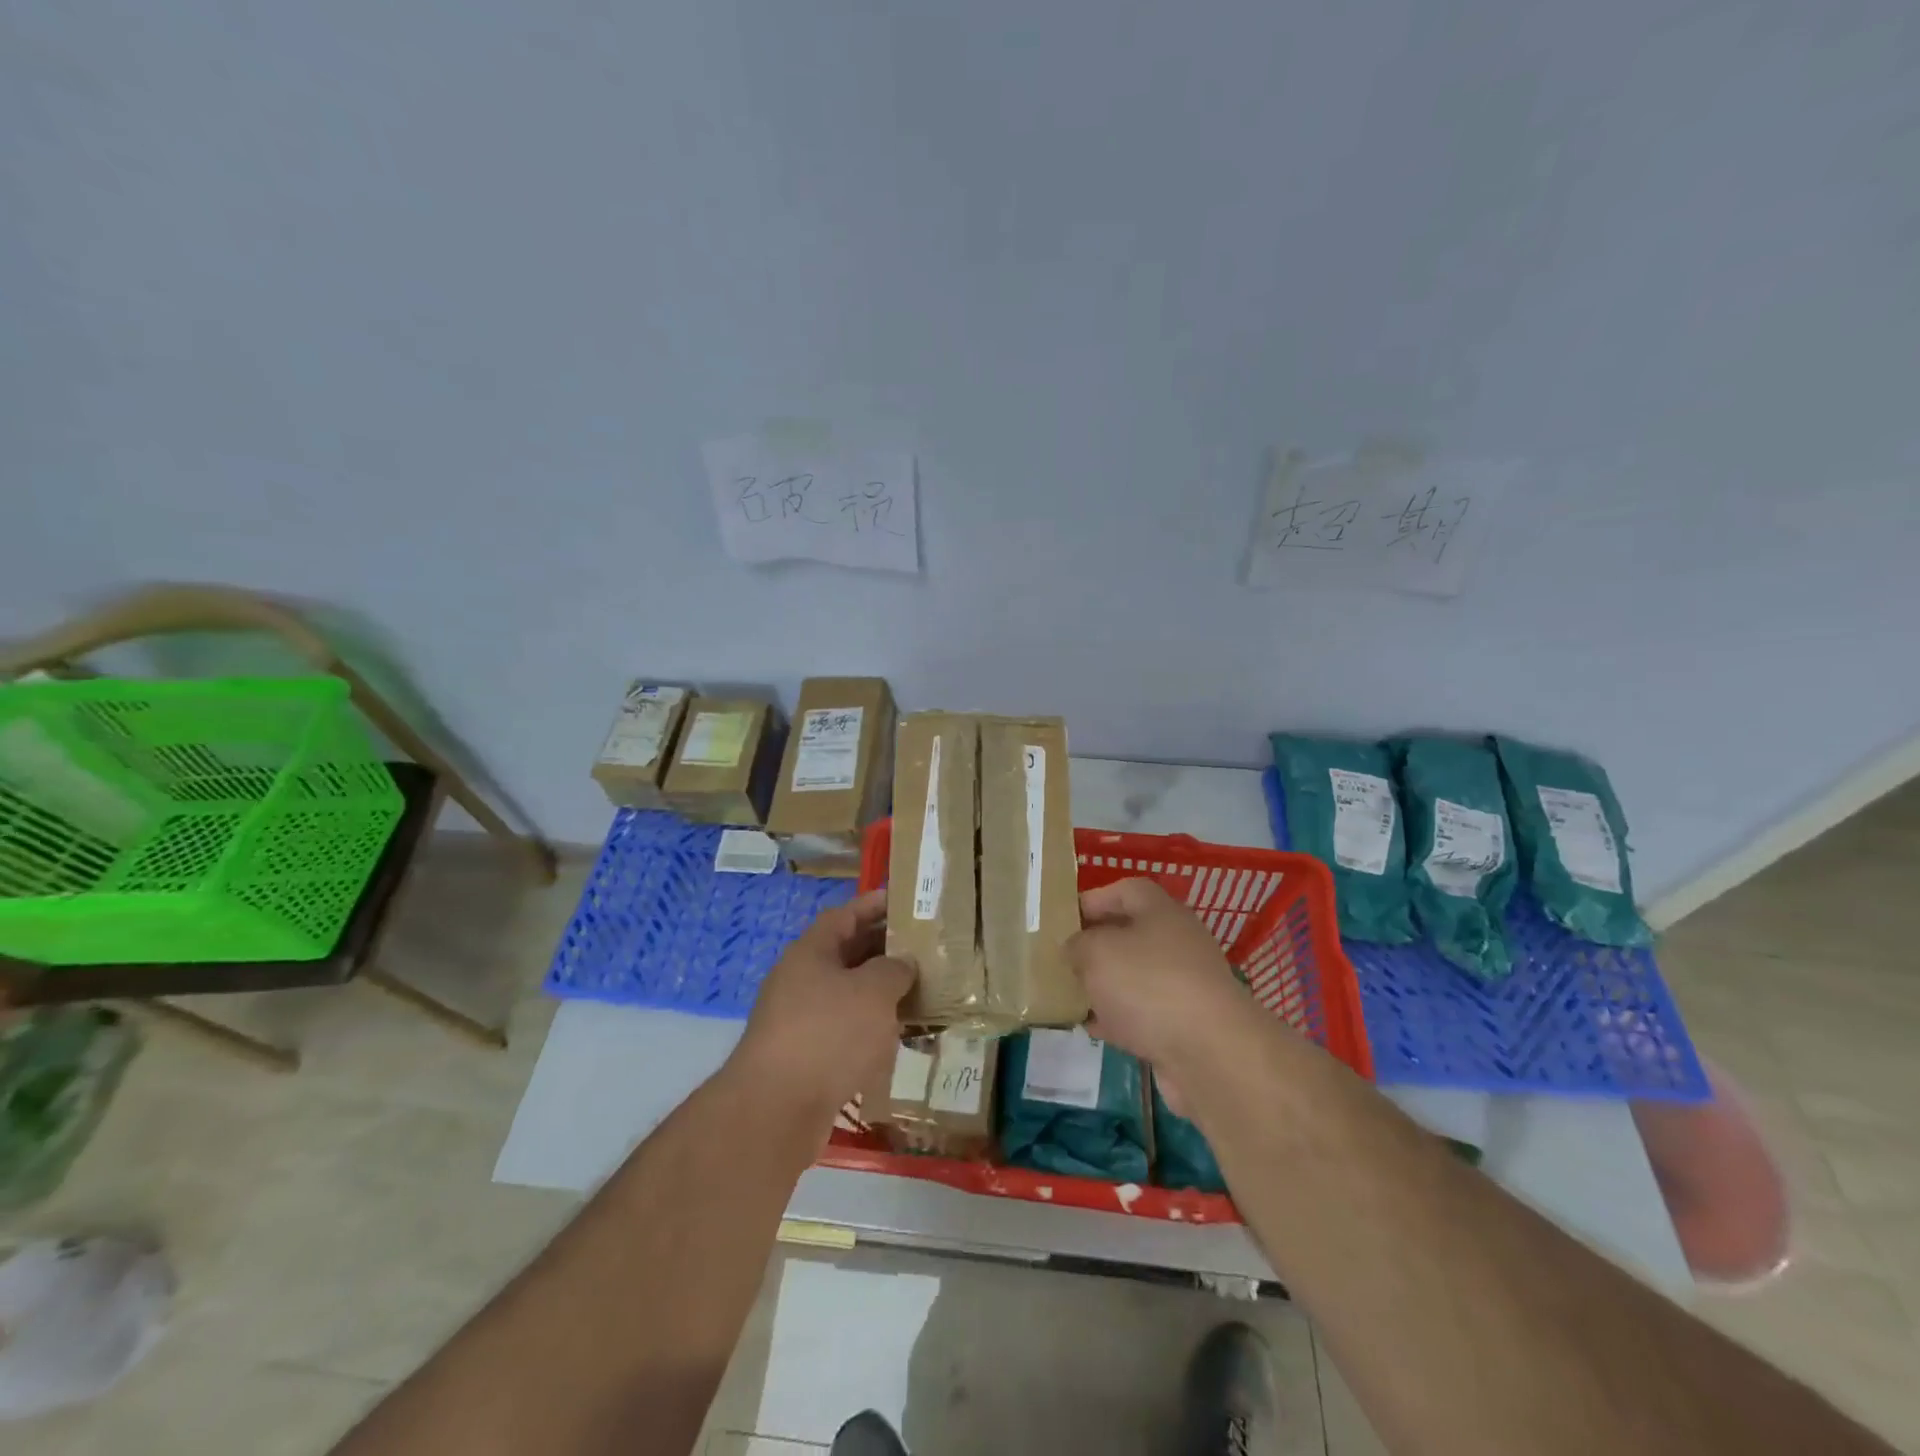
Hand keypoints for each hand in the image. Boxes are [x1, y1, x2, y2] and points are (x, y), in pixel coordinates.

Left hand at [734, 889, 913, 1122]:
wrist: (776, 1110)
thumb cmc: (828, 1034)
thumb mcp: (873, 991)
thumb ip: (895, 969)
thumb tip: (902, 964)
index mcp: (811, 952)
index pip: (845, 915)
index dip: (873, 905)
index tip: (904, 901)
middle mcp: (800, 980)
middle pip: (846, 954)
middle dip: (883, 950)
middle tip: (922, 948)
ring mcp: (798, 1020)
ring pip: (847, 995)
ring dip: (879, 992)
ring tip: (918, 991)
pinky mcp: (804, 1058)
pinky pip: (843, 1030)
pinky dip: (869, 1028)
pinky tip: (895, 1038)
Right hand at [1068, 877, 1260, 1105]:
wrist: (1210, 1054)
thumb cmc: (1148, 985)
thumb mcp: (1096, 952)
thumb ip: (1077, 945)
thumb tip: (1075, 949)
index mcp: (1161, 911)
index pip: (1125, 890)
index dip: (1093, 900)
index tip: (1062, 920)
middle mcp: (1177, 942)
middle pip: (1130, 934)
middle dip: (1095, 946)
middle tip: (1061, 960)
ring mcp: (1184, 985)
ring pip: (1135, 976)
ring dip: (1105, 985)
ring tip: (1069, 995)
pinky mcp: (1185, 1024)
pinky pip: (1144, 1013)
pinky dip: (1119, 1019)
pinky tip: (1092, 1029)